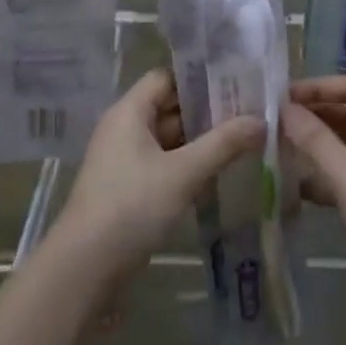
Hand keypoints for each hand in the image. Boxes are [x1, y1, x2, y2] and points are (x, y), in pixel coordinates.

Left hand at [49, 69, 263, 287]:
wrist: (85, 267)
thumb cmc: (131, 206)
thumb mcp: (183, 173)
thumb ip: (223, 144)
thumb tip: (261, 120)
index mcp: (129, 112)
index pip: (166, 77)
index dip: (198, 78)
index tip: (234, 83)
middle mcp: (124, 128)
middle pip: (168, 106)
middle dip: (206, 111)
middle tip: (248, 112)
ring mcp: (124, 159)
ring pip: (168, 137)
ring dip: (199, 140)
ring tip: (241, 140)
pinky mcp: (128, 186)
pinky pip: (162, 162)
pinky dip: (187, 163)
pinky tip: (217, 172)